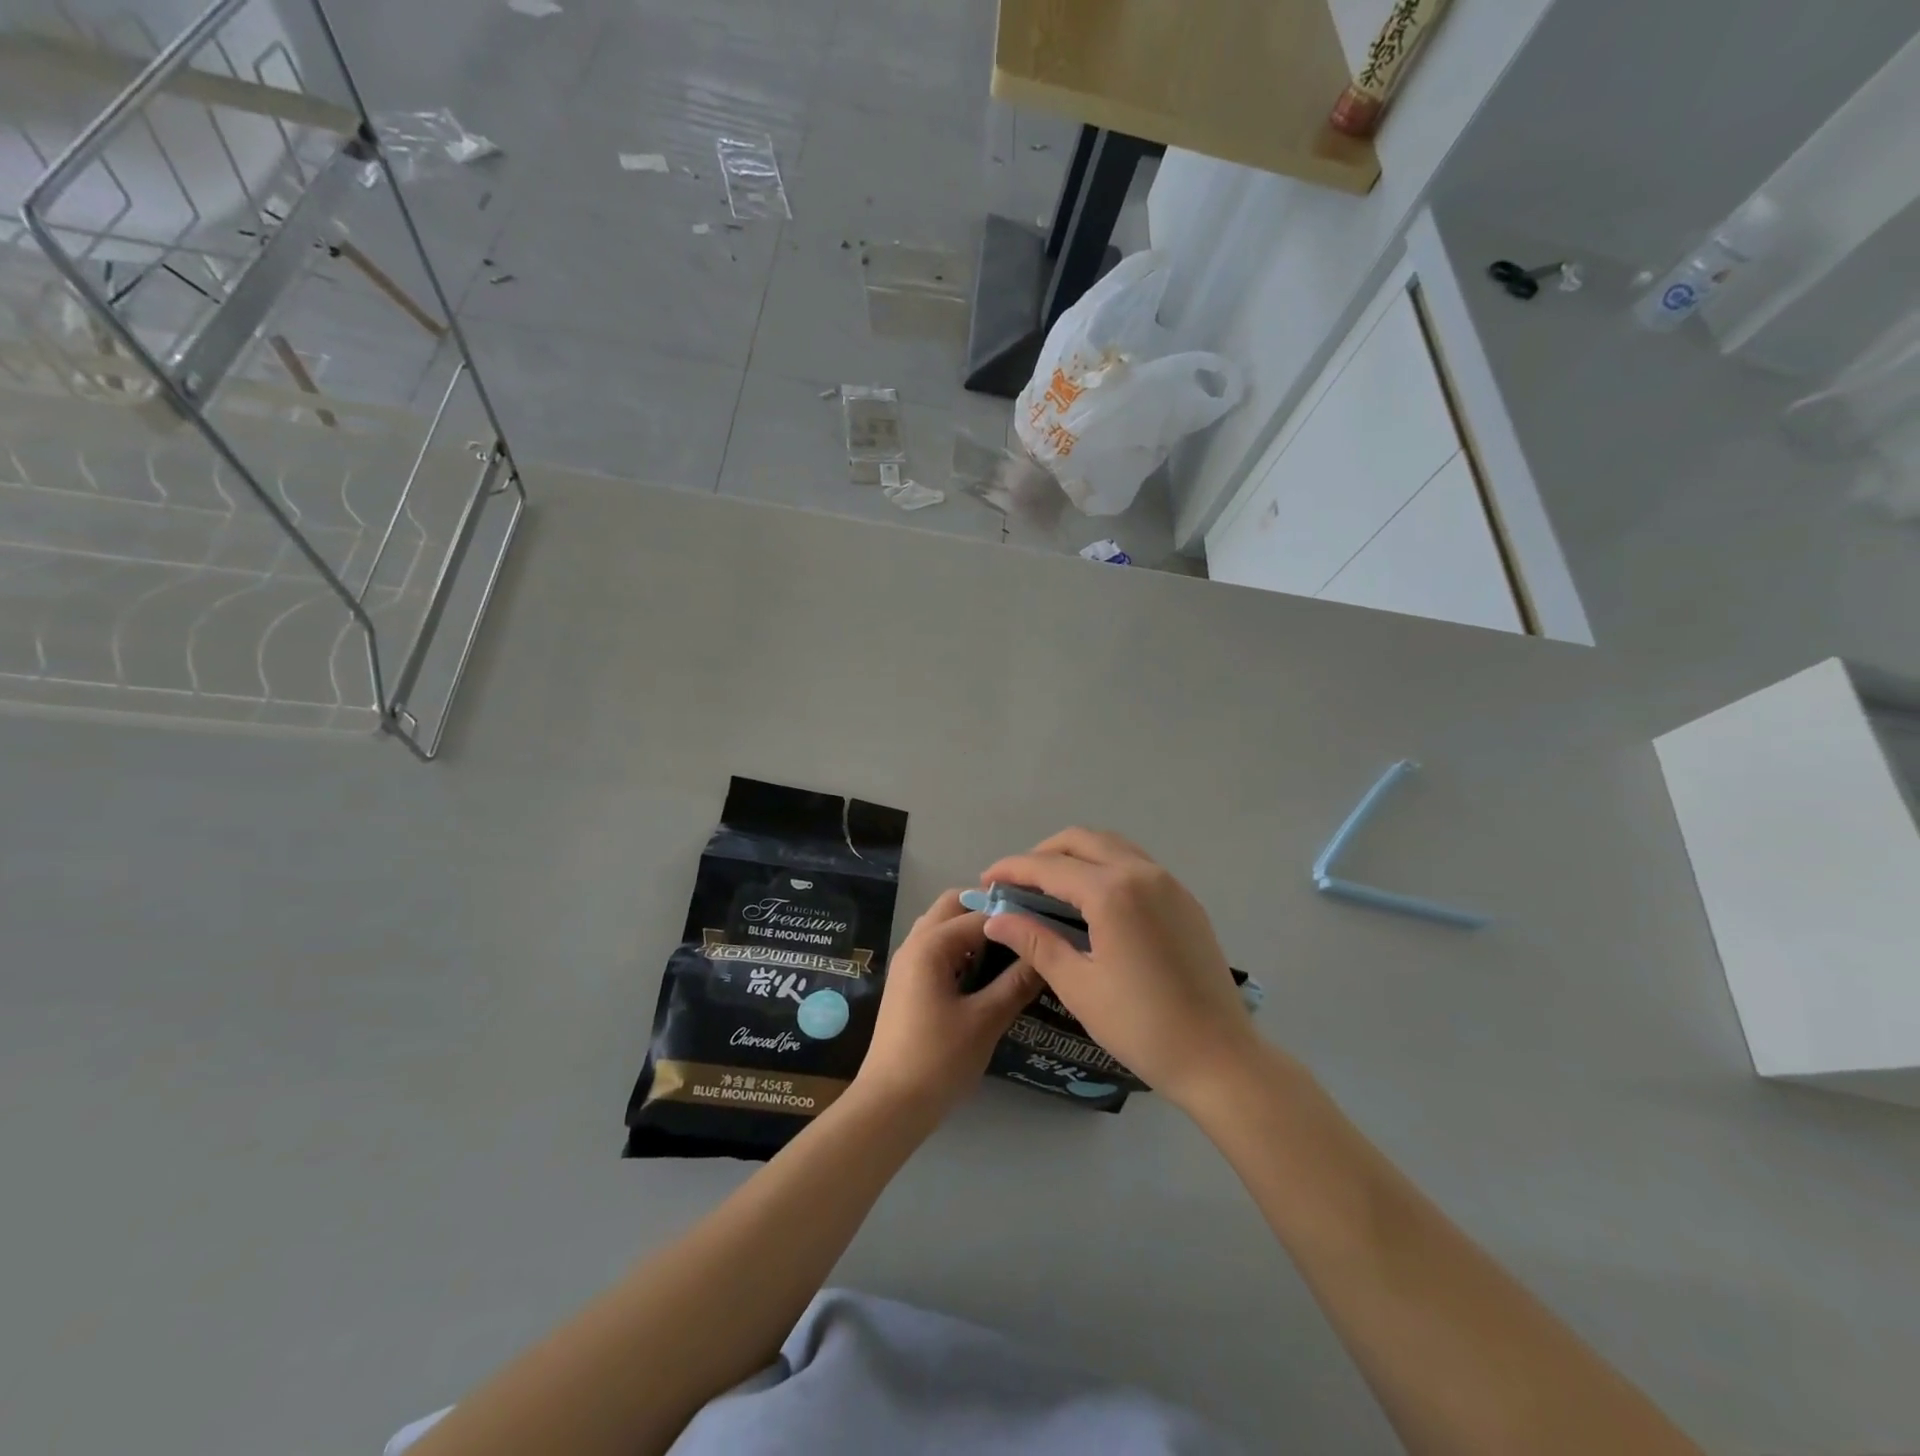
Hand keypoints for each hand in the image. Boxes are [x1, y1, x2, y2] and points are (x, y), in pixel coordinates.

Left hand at [854, 889, 1043, 1118]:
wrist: (890, 1105)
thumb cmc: (938, 1059)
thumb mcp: (986, 1020)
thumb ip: (1017, 982)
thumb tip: (1047, 954)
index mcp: (931, 945)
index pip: (980, 913)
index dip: (1014, 915)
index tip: (1047, 923)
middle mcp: (915, 943)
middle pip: (953, 906)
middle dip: (988, 910)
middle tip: (1026, 929)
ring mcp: (909, 963)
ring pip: (944, 926)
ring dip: (974, 929)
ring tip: (1012, 948)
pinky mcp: (909, 983)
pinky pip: (938, 949)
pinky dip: (963, 949)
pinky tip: (988, 972)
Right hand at [979, 829, 1259, 1111]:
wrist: (1219, 1057)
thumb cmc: (1141, 1026)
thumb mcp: (1078, 986)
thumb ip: (1035, 942)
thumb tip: (996, 919)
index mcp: (1112, 892)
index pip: (1049, 866)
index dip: (1012, 869)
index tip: (986, 881)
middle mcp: (1141, 872)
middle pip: (1081, 841)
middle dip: (1042, 854)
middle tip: (1017, 883)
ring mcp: (1169, 883)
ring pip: (1112, 846)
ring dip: (1076, 856)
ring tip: (1051, 887)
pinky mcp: (1184, 900)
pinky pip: (1136, 864)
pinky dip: (1105, 867)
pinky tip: (1093, 901)